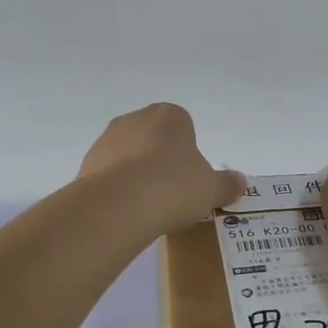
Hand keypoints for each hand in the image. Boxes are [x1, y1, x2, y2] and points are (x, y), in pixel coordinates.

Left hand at [78, 103, 242, 238]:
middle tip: (172, 192)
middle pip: (153, 138)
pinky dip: (118, 189)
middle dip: (160, 160)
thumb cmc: (174, 187)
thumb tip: (241, 182)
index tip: (190, 177)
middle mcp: (135, 119)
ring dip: (137, 174)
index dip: (188, 151)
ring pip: (129, 155)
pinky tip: (126, 212)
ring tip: (148, 207)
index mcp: (170, 116)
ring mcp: (107, 139)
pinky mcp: (87, 164)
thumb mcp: (211, 190)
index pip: (183, 125)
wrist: (119, 205)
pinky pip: (109, 175)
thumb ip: (227, 185)